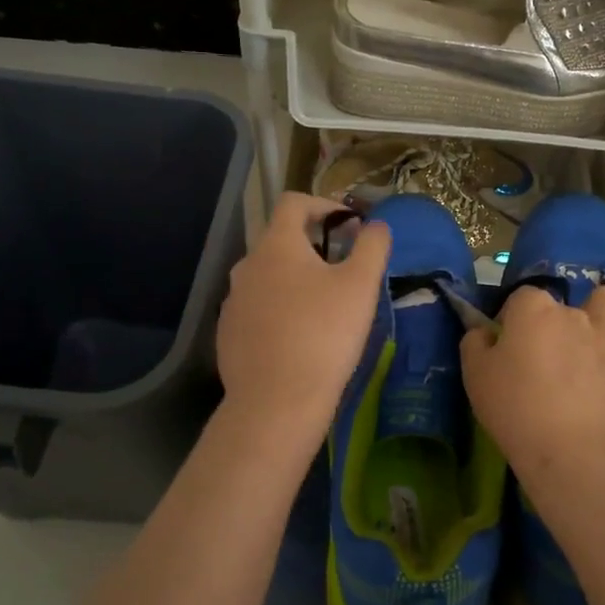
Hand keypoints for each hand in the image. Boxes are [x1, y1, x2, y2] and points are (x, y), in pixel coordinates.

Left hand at [215, 194, 390, 447]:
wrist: (277, 402)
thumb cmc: (324, 334)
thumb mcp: (361, 285)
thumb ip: (373, 245)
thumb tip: (375, 225)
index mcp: (276, 245)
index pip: (294, 202)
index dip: (325, 204)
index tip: (351, 225)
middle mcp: (247, 265)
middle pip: (281, 240)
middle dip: (314, 246)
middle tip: (346, 269)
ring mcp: (233, 301)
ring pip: (269, 276)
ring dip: (297, 279)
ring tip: (326, 306)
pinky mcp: (229, 334)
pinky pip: (258, 308)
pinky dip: (281, 309)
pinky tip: (301, 337)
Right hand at [460, 284, 604, 483]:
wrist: (566, 450)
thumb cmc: (513, 409)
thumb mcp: (474, 374)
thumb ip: (475, 341)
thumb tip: (486, 331)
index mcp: (531, 308)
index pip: (519, 297)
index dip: (511, 319)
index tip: (507, 346)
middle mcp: (570, 311)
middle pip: (558, 304)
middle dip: (548, 322)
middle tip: (539, 357)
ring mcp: (604, 331)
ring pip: (603, 300)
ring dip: (593, 310)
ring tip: (584, 336)